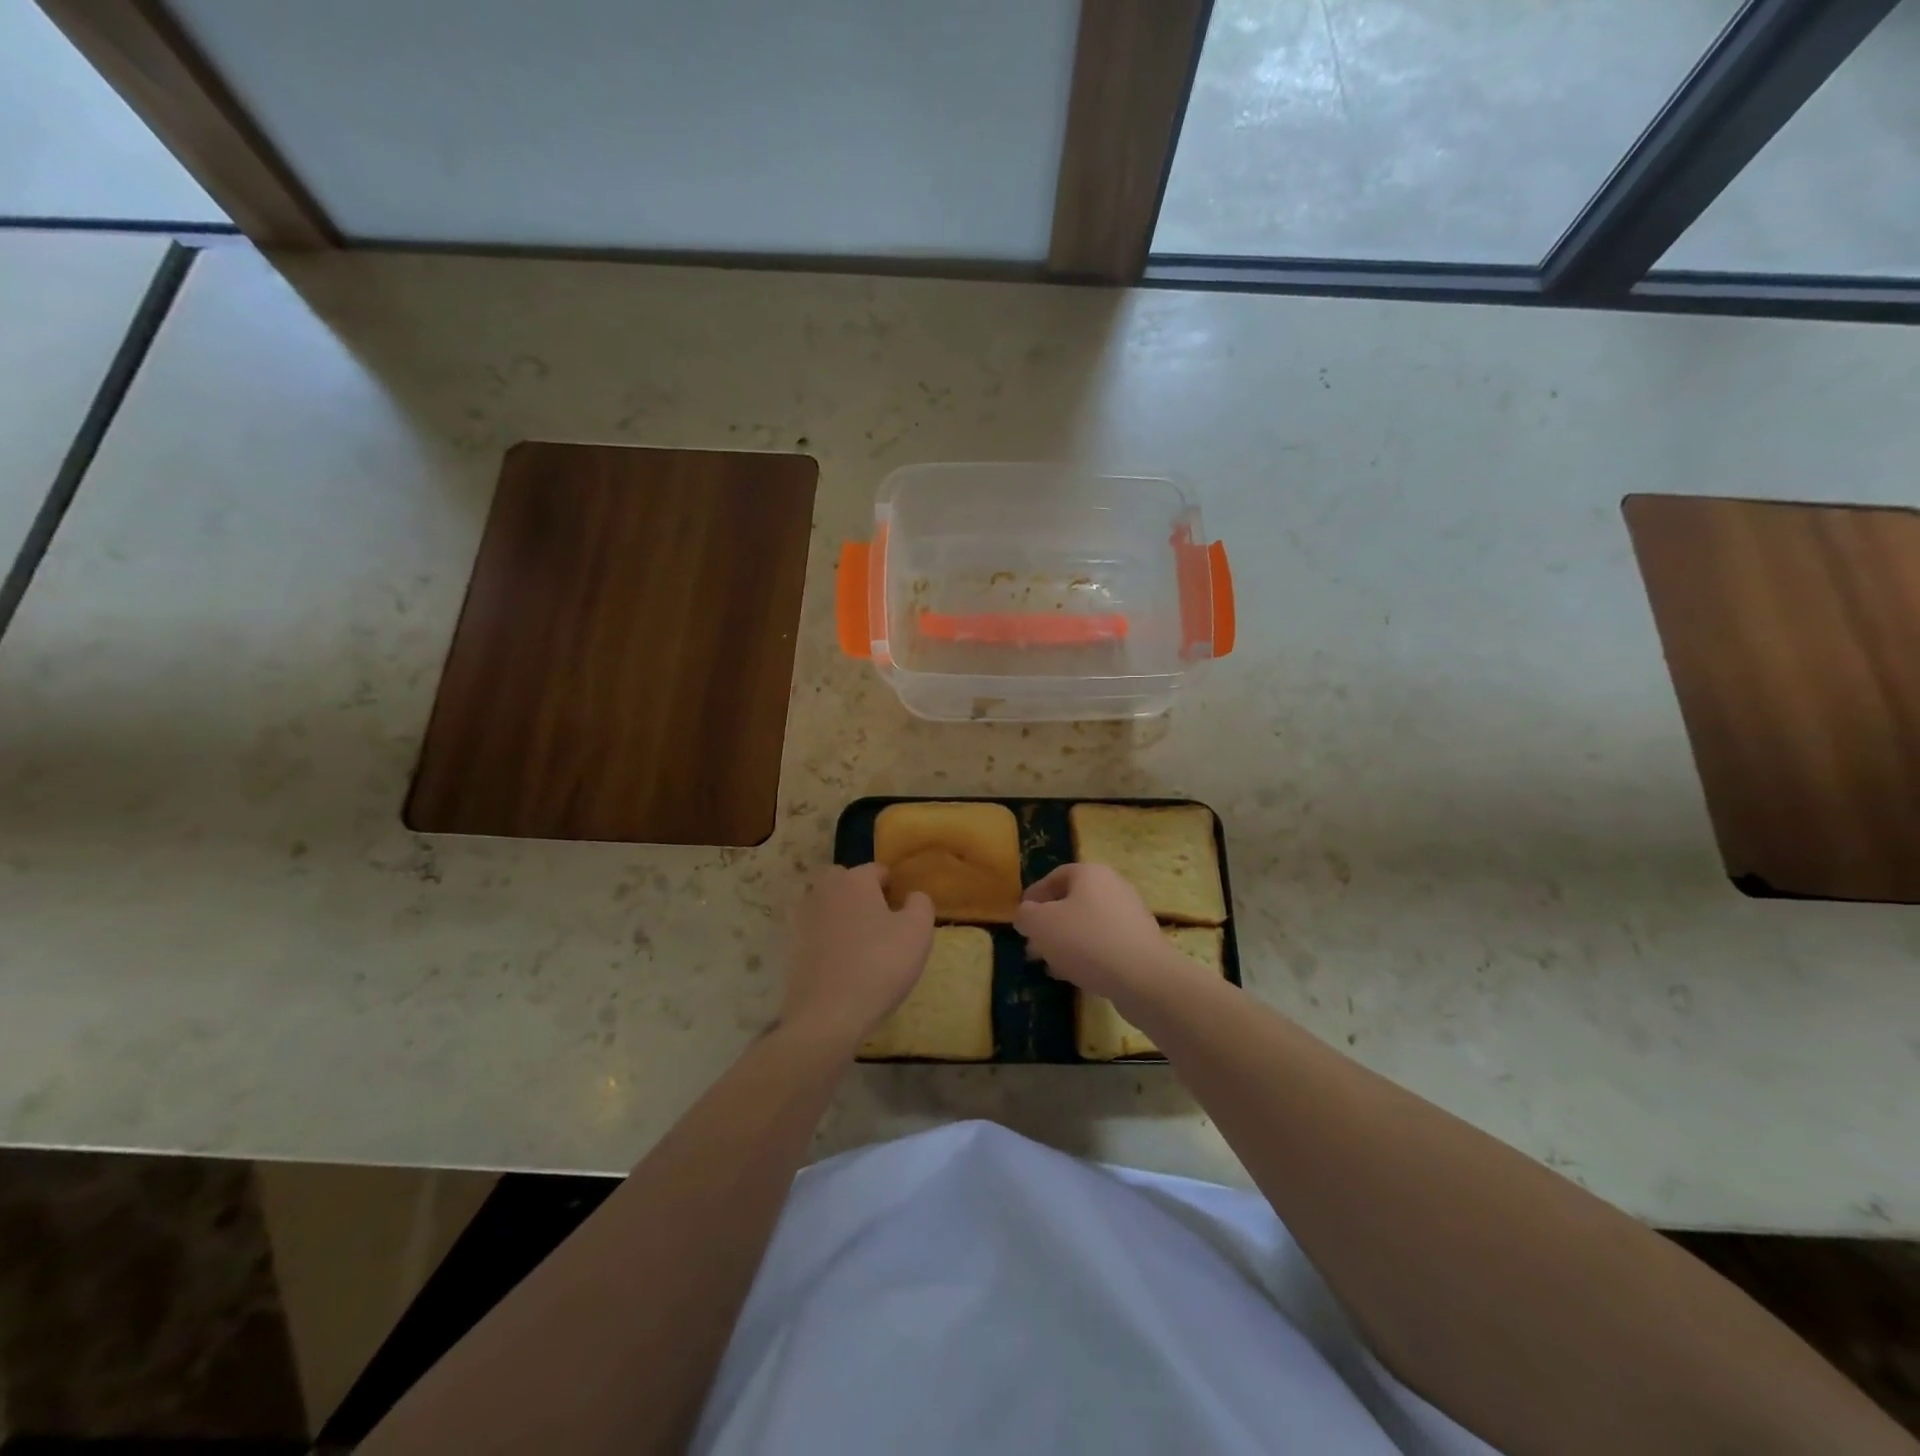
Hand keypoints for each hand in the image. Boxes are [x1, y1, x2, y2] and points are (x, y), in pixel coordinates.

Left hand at [781, 864, 933, 1052]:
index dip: (893, 887)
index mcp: (854, 880)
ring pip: (824, 903)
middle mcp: (823, 890)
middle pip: (843, 880)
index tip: (902, 911)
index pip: (877, 870)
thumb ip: (920, 904)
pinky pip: (811, 930)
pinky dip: (822, 937)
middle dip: (859, 893)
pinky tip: (837, 960)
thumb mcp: (917, 932)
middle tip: (878, 922)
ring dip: (838, 913)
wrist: (827, 1015)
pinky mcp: (788, 945)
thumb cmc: (879, 966)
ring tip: (856, 942)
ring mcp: (800, 917)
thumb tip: (912, 895)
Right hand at [1015, 864, 1191, 1011]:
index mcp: (1090, 873)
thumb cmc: (1086, 940)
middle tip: (1032, 945)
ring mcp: (1130, 915)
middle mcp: (1113, 887)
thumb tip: (1026, 915)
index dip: (1034, 896)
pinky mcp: (1140, 942)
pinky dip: (1086, 954)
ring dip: (1065, 942)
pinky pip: (1104, 943)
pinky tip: (1074, 975)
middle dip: (1049, 924)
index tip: (1021, 918)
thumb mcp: (1041, 924)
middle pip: (1072, 901)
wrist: (1143, 977)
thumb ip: (1026, 915)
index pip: (1055, 876)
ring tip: (1049, 964)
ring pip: (1087, 924)